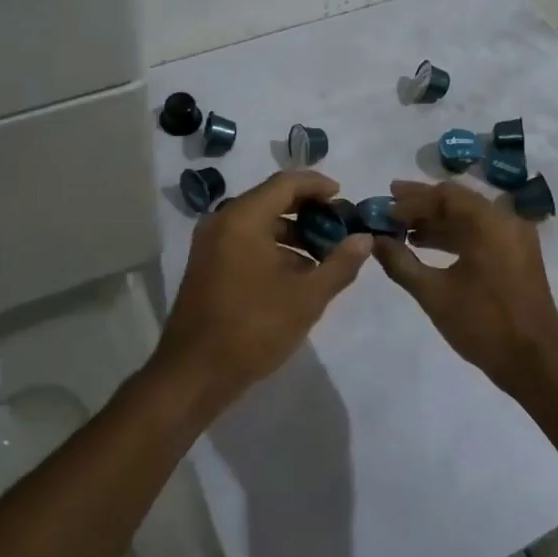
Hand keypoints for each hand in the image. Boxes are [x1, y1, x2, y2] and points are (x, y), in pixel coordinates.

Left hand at [156, 170, 371, 414]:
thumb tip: (364, 239)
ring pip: (258, 222)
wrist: (194, 373)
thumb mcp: (306, 298)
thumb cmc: (253, 329)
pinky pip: (245, 241)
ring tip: (325, 255)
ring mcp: (210, 243)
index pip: (285, 183)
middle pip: (271, 199)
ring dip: (292, 232)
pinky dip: (272, 247)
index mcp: (243, 218)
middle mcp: (222, 221)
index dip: (318, 185)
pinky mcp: (206, 264)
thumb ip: (339, 264)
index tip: (344, 198)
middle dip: (308, 210)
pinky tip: (297, 274)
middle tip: (339, 226)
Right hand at [372, 180, 557, 392]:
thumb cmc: (483, 324)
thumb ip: (400, 263)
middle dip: (423, 204)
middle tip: (390, 204)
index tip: (384, 209)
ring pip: (470, 217)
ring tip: (403, 231)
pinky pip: (482, 233)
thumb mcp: (434, 294)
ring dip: (437, 221)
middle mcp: (506, 221)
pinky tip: (428, 247)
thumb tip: (374, 241)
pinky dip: (455, 235)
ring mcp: (516, 238)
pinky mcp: (518, 256)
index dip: (411, 201)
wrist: (535, 363)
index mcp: (489, 223)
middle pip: (458, 201)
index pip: (444, 196)